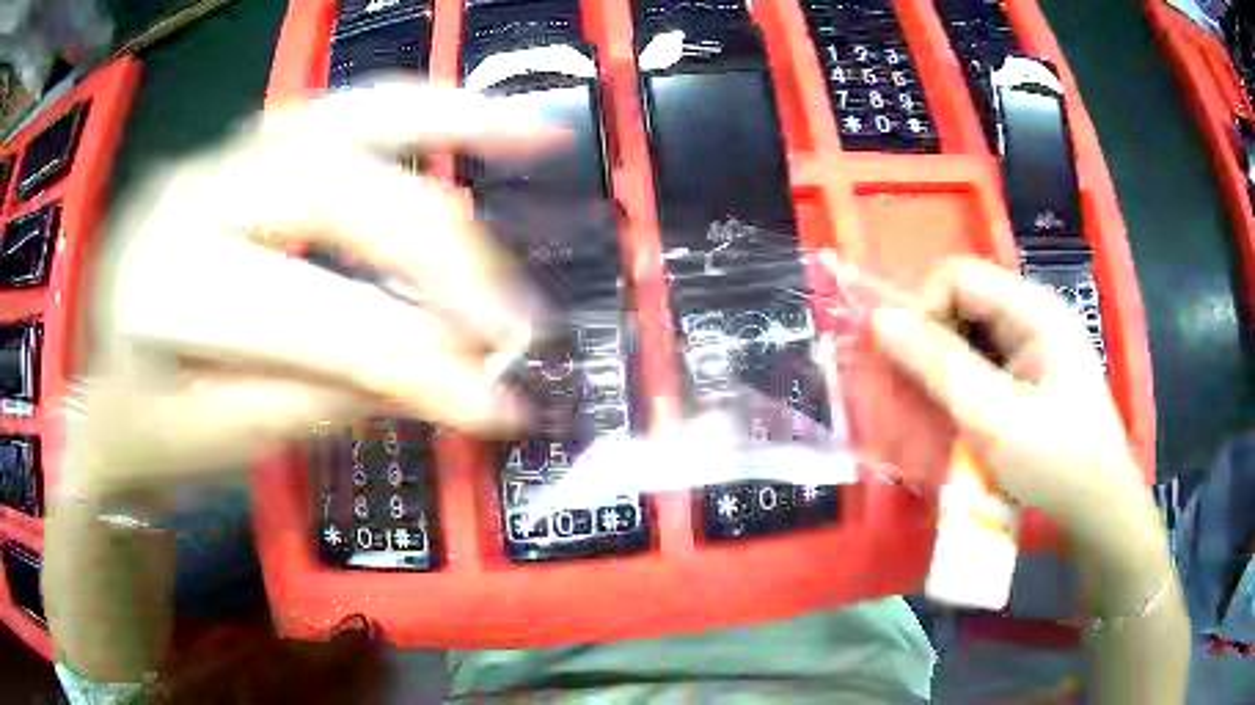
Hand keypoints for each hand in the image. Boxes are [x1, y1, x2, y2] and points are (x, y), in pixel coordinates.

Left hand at [60, 81, 561, 500]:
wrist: (107, 393)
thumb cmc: (152, 433)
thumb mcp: (227, 443)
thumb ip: (327, 401)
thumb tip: (447, 379)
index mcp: (162, 291)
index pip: (301, 315)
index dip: (404, 359)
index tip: (494, 407)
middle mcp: (189, 197)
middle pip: (333, 189)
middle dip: (436, 249)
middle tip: (514, 315)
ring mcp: (218, 156)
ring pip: (345, 113)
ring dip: (451, 122)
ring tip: (538, 135)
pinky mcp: (243, 148)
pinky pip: (340, 112)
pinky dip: (419, 113)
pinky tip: (478, 117)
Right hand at [868, 257, 1152, 545]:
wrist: (1098, 508)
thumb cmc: (1055, 463)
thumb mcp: (994, 418)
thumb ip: (940, 366)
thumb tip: (879, 319)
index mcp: (1034, 309)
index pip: (958, 276)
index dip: (923, 310)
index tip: (906, 365)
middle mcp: (1034, 314)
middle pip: (964, 300)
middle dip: (931, 340)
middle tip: (916, 392)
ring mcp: (1036, 343)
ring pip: (971, 331)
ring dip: (944, 363)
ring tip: (936, 408)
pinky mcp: (1032, 371)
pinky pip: (984, 358)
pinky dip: (961, 380)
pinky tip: (960, 413)